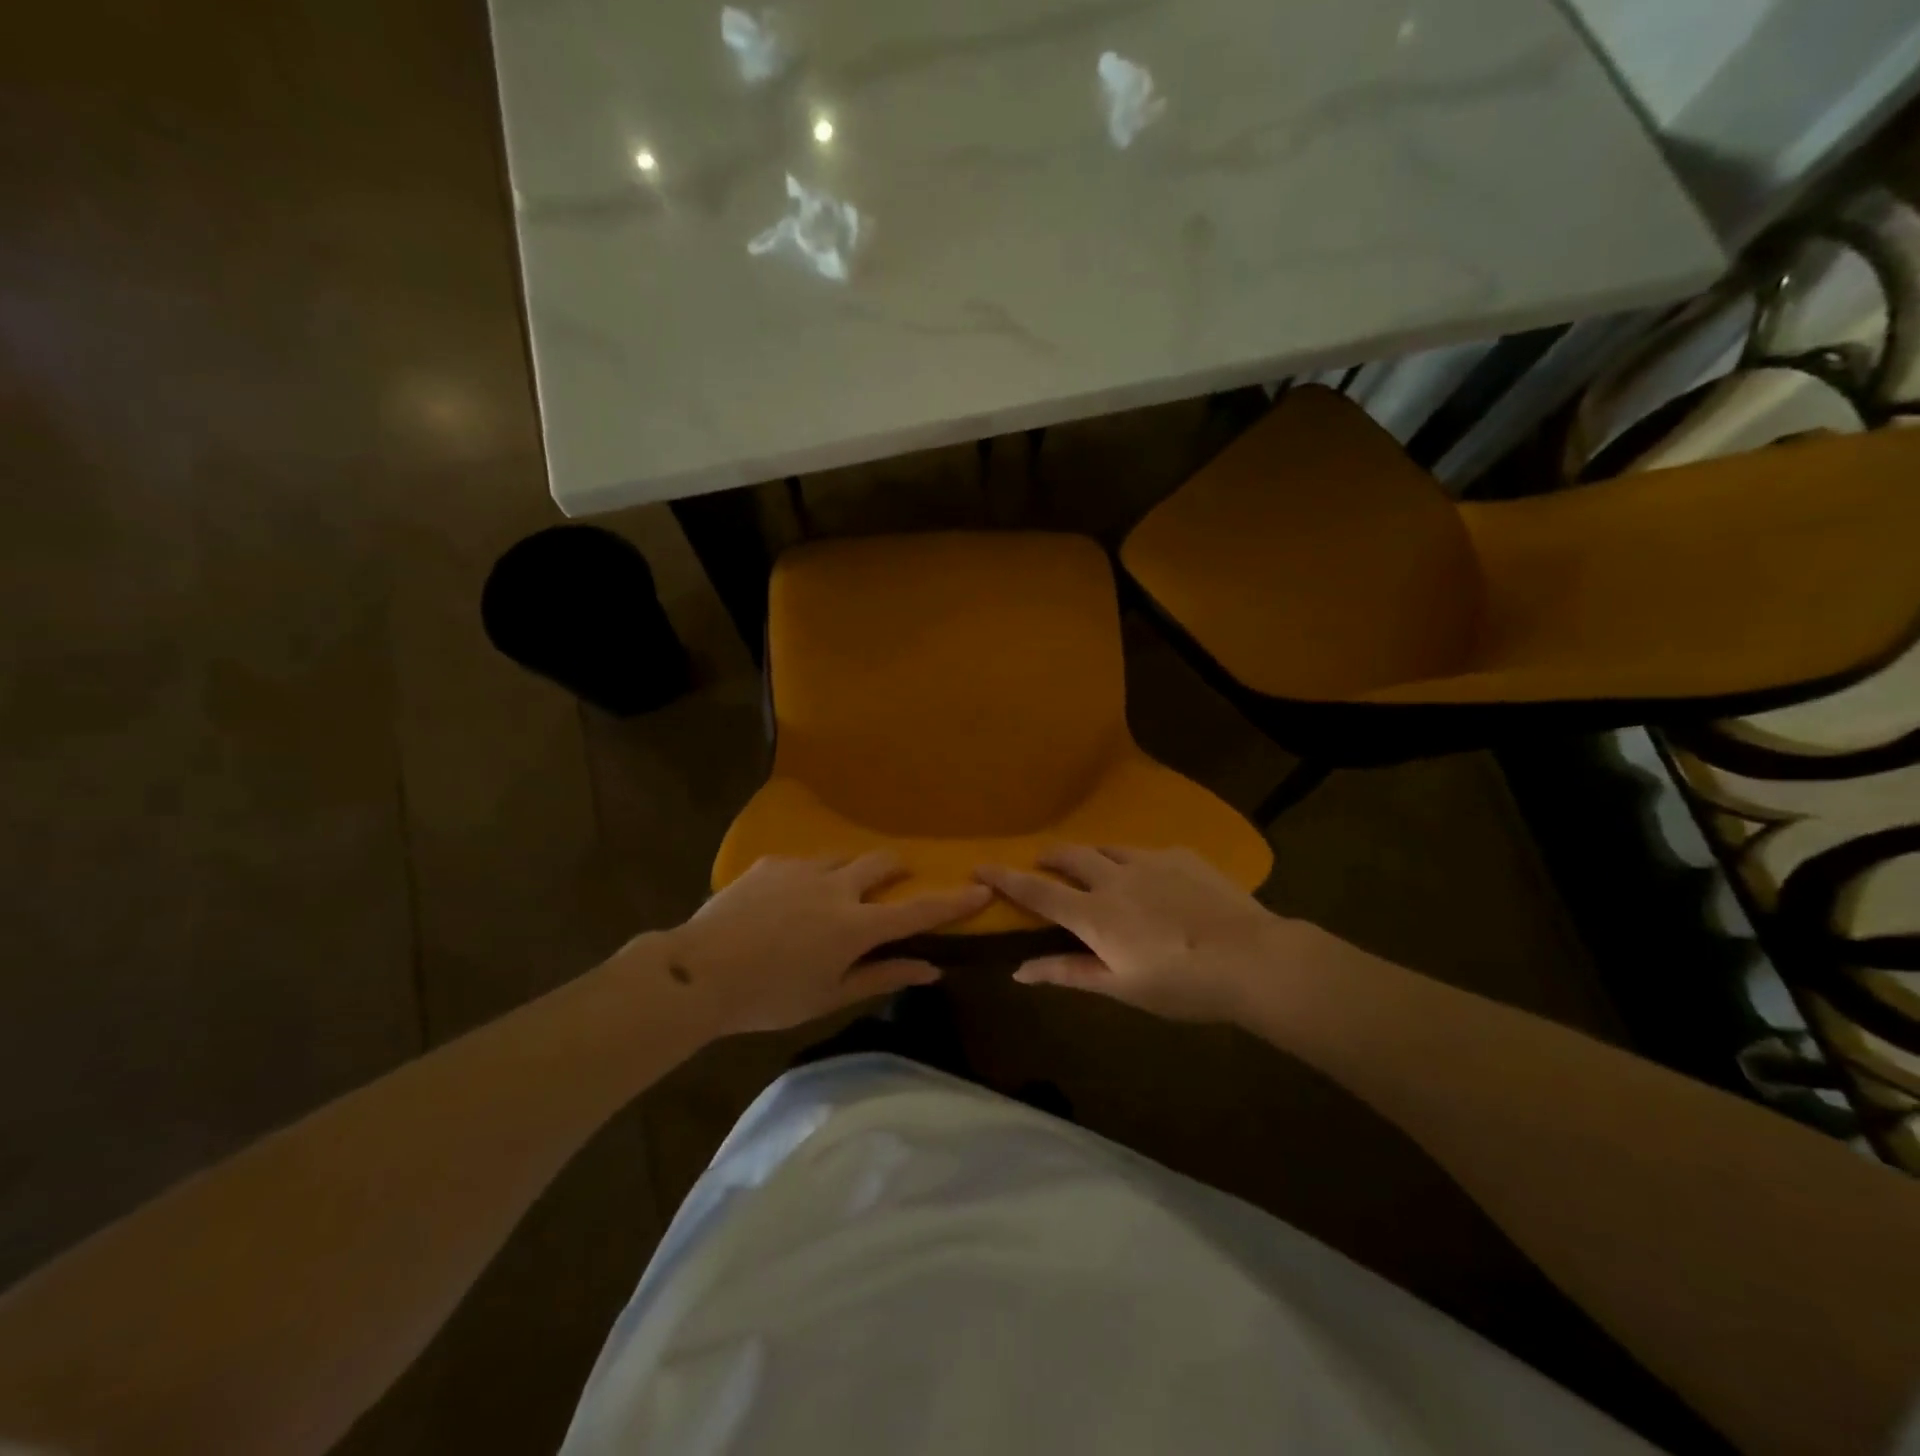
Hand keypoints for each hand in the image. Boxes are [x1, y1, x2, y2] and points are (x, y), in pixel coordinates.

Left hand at [655, 853, 990, 1036]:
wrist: (699, 972)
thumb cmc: (769, 997)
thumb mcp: (829, 996)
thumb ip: (882, 976)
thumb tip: (930, 968)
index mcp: (855, 926)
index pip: (917, 910)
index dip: (952, 901)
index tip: (980, 889)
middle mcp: (836, 887)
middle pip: (882, 864)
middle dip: (896, 870)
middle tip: (892, 884)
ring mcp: (802, 869)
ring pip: (842, 858)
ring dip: (851, 873)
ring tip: (832, 897)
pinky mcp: (771, 863)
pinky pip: (803, 863)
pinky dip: (810, 879)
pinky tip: (786, 902)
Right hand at [976, 846, 1304, 1023]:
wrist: (1252, 958)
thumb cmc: (1181, 985)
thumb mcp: (1121, 988)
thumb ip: (1068, 973)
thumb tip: (1019, 970)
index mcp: (1094, 914)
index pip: (1036, 892)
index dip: (1004, 879)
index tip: (979, 866)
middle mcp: (1114, 878)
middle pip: (1070, 856)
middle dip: (1050, 857)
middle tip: (1044, 863)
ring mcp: (1150, 861)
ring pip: (1107, 848)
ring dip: (1092, 856)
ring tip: (1096, 867)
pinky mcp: (1182, 855)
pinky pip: (1147, 852)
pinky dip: (1136, 862)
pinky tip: (1154, 879)